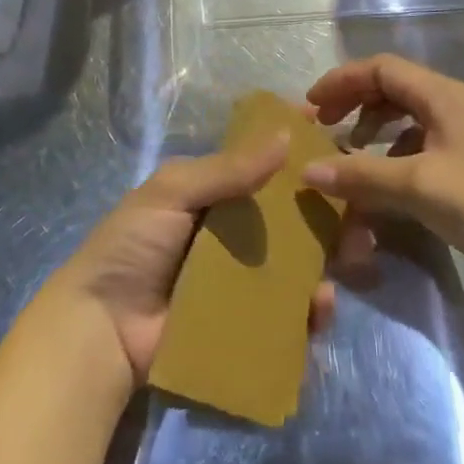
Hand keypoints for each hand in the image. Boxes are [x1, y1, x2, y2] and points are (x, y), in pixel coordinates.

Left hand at [51, 135, 337, 385]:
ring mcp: (241, 281)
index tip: (332, 134)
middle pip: (290, 216)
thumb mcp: (173, 192)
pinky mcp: (246, 325)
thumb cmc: (133, 247)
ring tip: (356, 254)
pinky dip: (310, 309)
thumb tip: (284, 136)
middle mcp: (233, 234)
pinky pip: (287, 313)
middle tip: (362, 210)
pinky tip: (322, 305)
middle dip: (328, 209)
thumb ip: (227, 170)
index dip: (294, 149)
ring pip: (297, 263)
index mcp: (213, 196)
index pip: (262, 165)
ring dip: (329, 257)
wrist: (101, 330)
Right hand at [301, 54, 463, 297]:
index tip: (311, 106)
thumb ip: (362, 176)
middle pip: (390, 87)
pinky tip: (382, 183)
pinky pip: (417, 146)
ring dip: (371, 129)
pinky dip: (391, 156)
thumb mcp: (420, 187)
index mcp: (441, 95)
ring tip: (347, 151)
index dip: (342, 81)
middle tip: (322, 126)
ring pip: (403, 117)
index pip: (381, 68)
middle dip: (353, 102)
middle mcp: (450, 105)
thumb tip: (307, 171)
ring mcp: (459, 135)